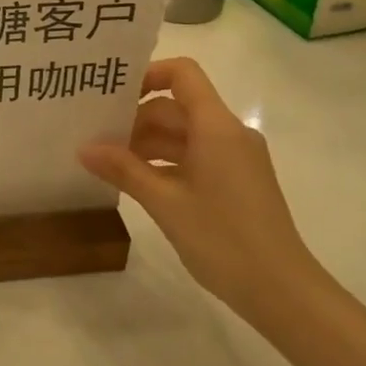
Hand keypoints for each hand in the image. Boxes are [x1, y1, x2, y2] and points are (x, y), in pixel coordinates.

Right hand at [78, 58, 322, 315]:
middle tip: (96, 138)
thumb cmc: (223, 239)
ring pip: (185, 135)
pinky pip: (196, 157)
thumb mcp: (165, 203)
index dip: (147, 74)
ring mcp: (236, 159)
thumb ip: (124, 170)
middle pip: (178, 107)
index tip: (113, 96)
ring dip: (148, 144)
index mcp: (217, 127)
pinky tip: (138, 182)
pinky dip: (166, 163)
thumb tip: (83, 148)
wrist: (282, 291)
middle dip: (137, 118)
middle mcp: (229, 133)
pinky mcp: (237, 182)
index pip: (183, 74)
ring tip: (109, 163)